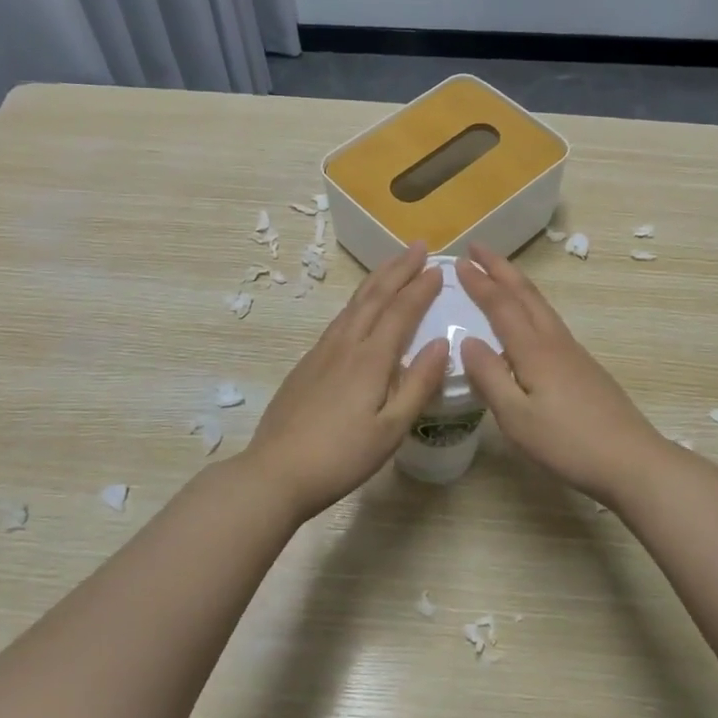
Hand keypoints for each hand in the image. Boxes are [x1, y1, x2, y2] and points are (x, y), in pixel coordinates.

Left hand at [241, 242, 448, 520]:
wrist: (276, 471)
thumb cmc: (341, 456)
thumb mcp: (390, 429)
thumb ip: (418, 384)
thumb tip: (442, 343)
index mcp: (370, 359)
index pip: (401, 312)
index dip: (421, 288)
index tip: (439, 267)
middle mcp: (345, 345)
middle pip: (374, 296)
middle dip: (398, 269)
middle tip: (418, 246)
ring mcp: (322, 352)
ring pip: (353, 304)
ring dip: (376, 280)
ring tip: (392, 264)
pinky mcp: (307, 364)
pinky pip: (339, 319)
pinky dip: (357, 302)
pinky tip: (359, 308)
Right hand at [456, 244, 677, 507]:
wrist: (632, 460)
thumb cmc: (568, 442)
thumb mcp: (517, 418)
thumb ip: (490, 378)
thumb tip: (468, 341)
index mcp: (534, 351)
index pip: (501, 306)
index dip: (479, 282)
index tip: (459, 262)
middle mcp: (554, 342)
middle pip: (526, 294)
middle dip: (500, 268)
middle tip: (477, 247)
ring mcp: (573, 352)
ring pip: (541, 305)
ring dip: (517, 283)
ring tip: (499, 273)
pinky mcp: (584, 367)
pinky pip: (549, 321)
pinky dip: (531, 305)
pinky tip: (528, 319)